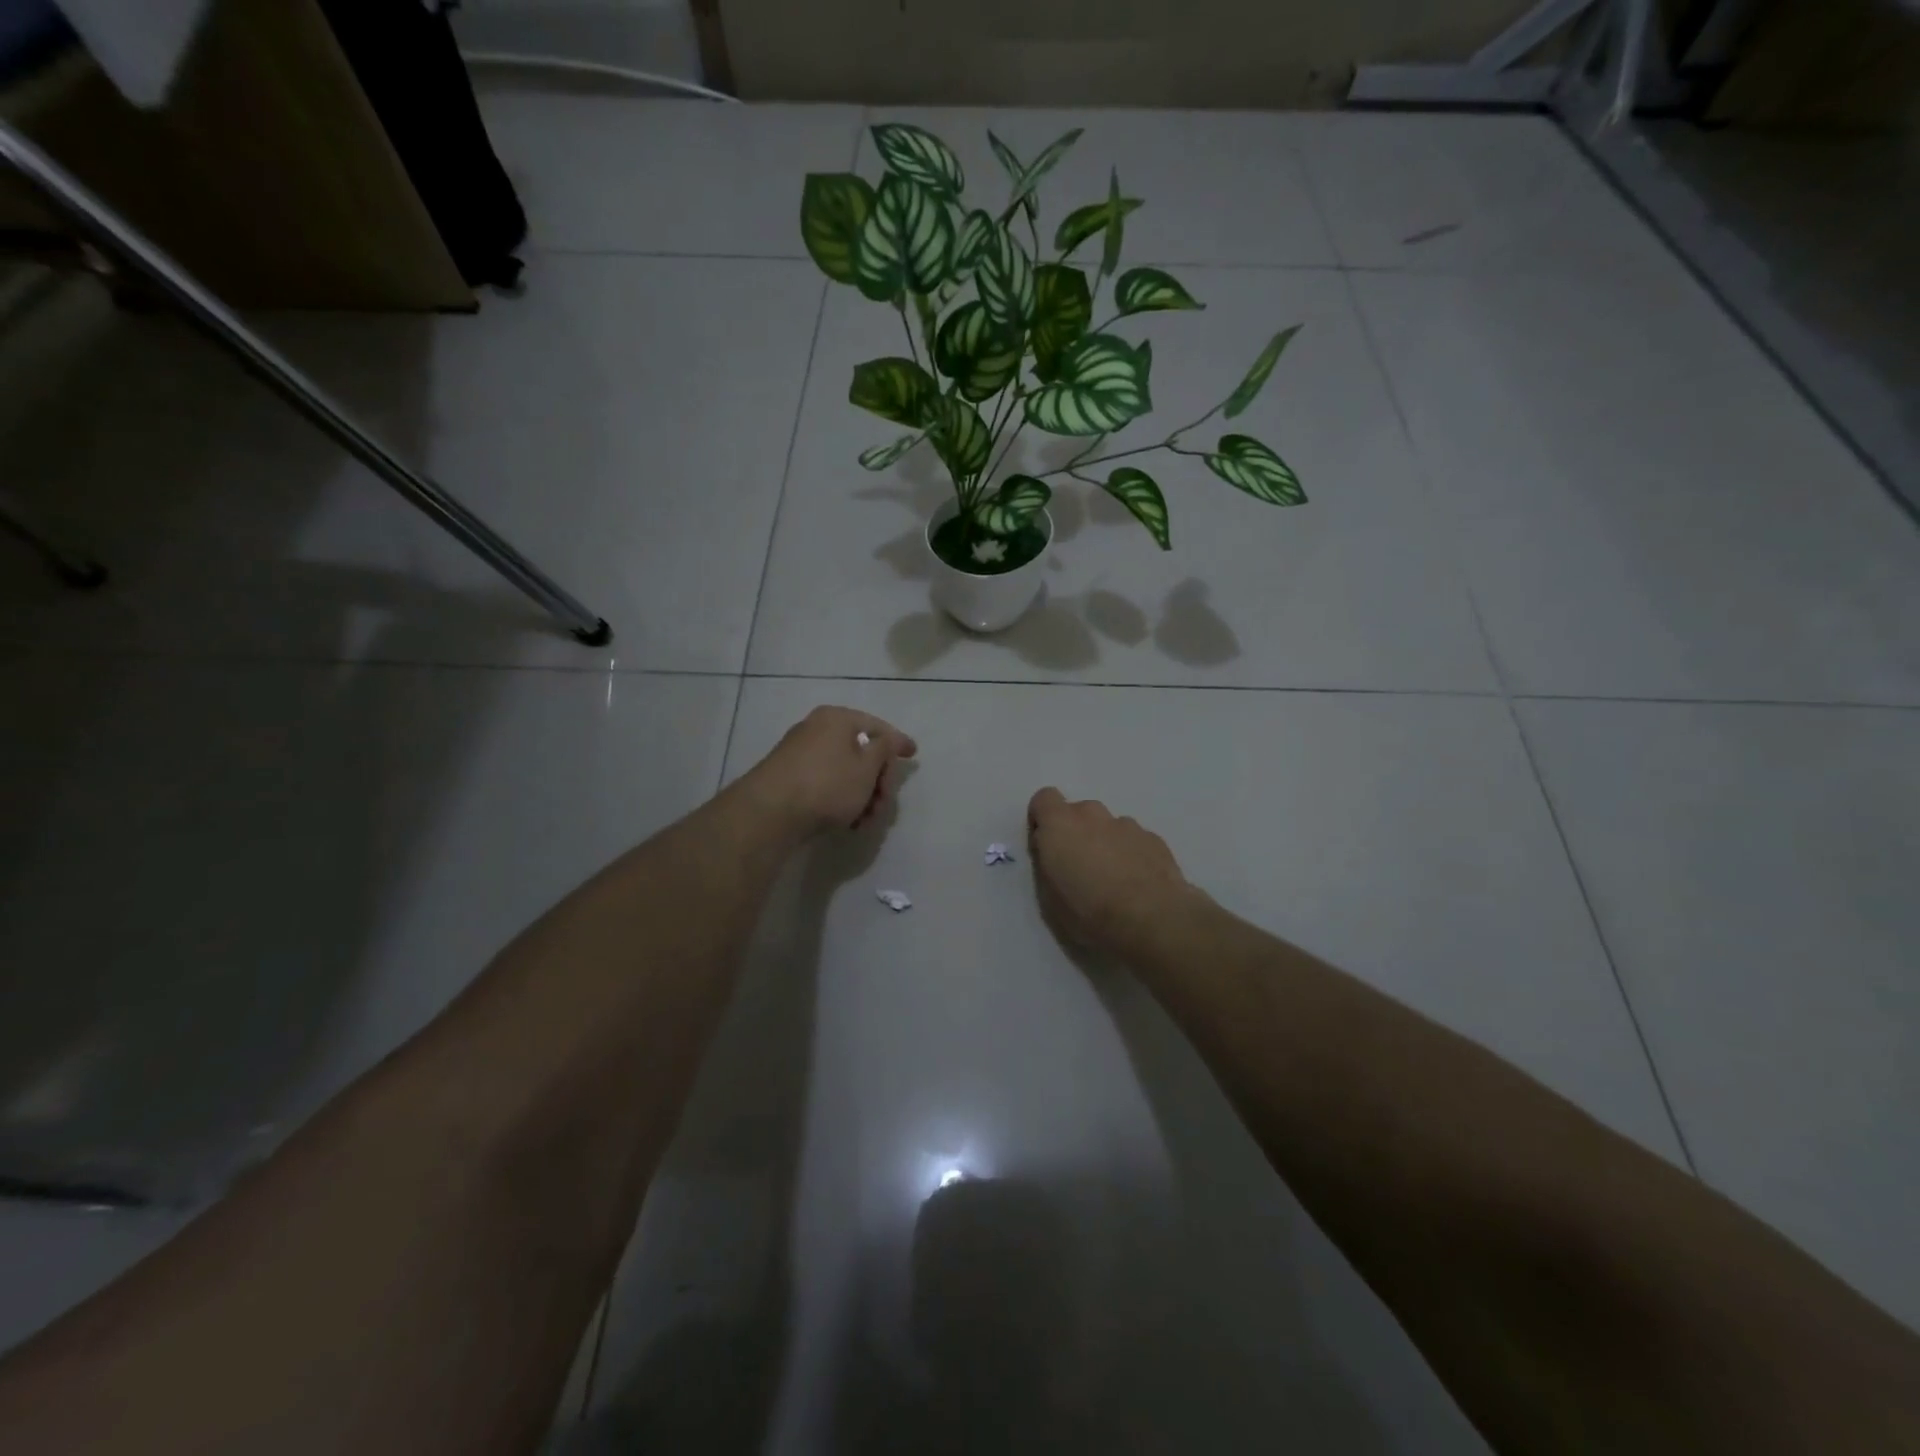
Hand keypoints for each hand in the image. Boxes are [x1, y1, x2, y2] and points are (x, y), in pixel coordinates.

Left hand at [741, 707, 916, 836]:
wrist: (770, 812)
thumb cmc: (828, 784)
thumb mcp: (867, 767)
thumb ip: (884, 750)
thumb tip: (887, 740)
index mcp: (837, 718)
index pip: (877, 727)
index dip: (898, 742)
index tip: (913, 754)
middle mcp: (816, 729)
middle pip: (861, 753)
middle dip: (878, 781)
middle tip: (884, 804)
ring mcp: (800, 753)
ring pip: (844, 772)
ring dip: (862, 796)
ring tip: (866, 821)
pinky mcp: (789, 778)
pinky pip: (826, 784)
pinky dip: (841, 799)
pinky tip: (847, 822)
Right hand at [1027, 788, 1194, 952]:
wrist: (1152, 920)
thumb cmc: (1090, 912)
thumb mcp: (1049, 898)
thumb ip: (1047, 866)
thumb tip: (1053, 855)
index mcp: (1061, 825)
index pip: (1044, 798)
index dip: (1043, 820)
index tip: (1046, 846)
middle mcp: (1093, 815)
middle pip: (1078, 813)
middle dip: (1076, 834)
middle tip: (1080, 869)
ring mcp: (1127, 825)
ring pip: (1108, 827)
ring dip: (1105, 844)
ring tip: (1113, 881)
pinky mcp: (1154, 839)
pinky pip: (1134, 840)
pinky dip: (1131, 855)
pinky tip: (1137, 885)